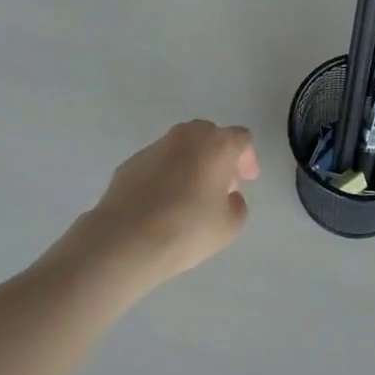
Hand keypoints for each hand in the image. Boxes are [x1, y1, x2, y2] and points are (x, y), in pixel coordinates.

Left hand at [77, 120, 258, 286]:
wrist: (126, 240)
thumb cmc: (187, 229)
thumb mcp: (229, 226)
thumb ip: (237, 205)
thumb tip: (229, 196)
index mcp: (216, 145)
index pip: (241, 139)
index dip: (247, 158)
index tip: (247, 180)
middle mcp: (186, 137)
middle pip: (209, 135)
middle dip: (218, 155)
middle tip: (220, 183)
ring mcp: (155, 147)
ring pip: (181, 146)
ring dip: (191, 162)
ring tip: (189, 193)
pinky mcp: (130, 162)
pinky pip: (157, 162)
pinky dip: (166, 174)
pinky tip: (162, 201)